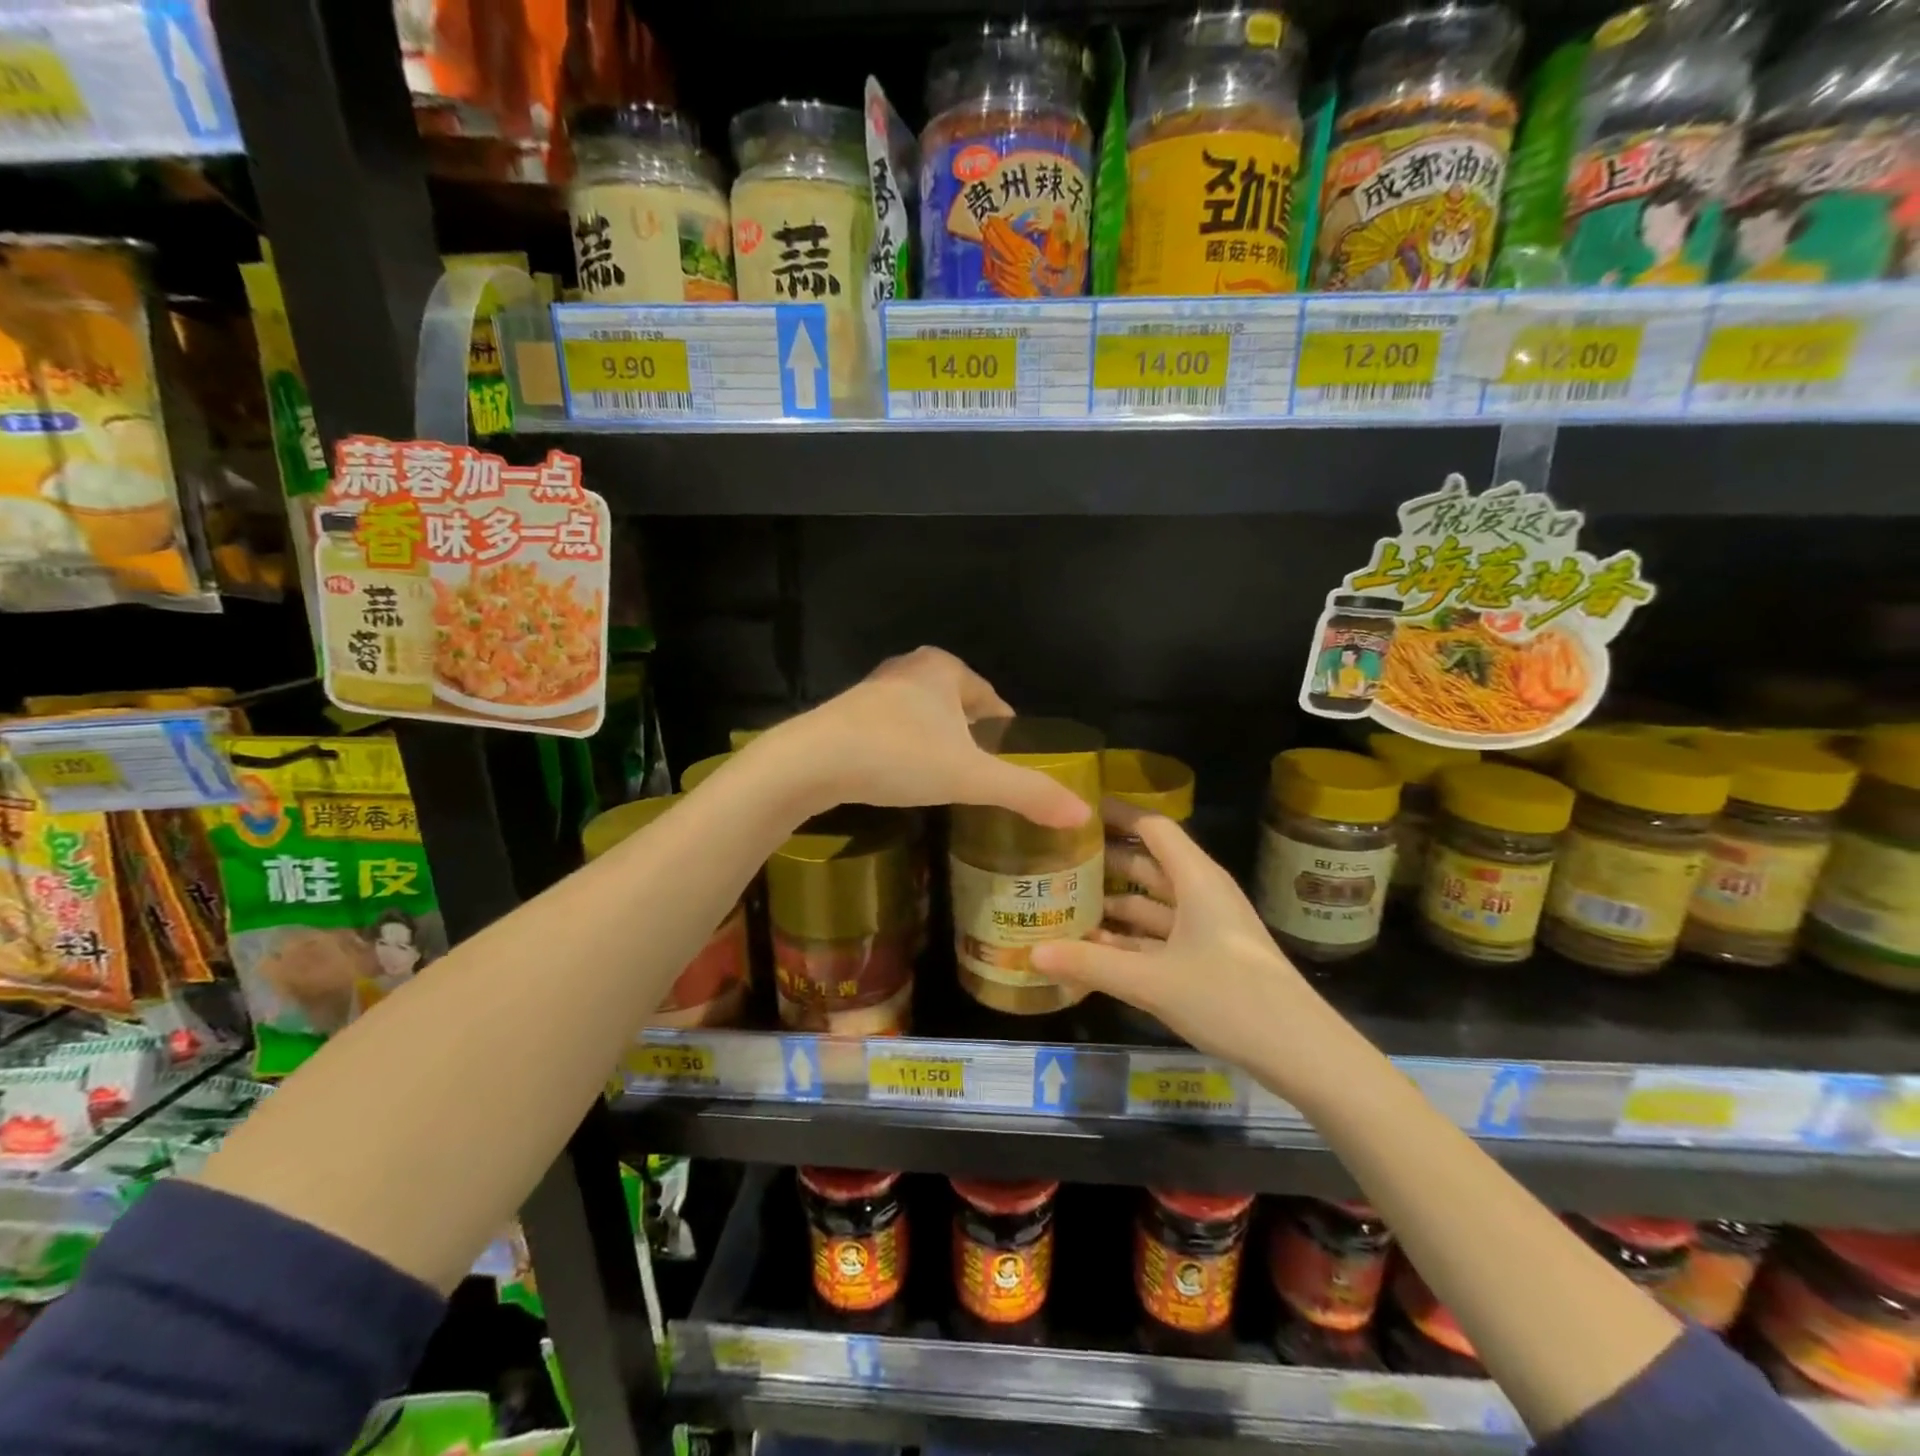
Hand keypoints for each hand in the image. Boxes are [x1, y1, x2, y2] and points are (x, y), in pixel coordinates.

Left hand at [760, 647, 1090, 828]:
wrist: (810, 763)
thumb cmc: (898, 756)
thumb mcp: (970, 777)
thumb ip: (1026, 793)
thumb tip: (1081, 814)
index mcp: (944, 668)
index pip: (992, 699)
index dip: (1008, 731)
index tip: (1015, 762)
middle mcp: (909, 669)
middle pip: (958, 707)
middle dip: (973, 739)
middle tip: (985, 778)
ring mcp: (874, 691)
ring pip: (924, 719)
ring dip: (938, 745)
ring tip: (950, 783)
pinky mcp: (847, 716)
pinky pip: (894, 732)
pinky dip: (907, 752)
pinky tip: (906, 779)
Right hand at [1030, 807, 1327, 1078]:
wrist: (1301, 1053)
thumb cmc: (1230, 998)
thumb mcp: (1152, 981)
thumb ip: (1090, 964)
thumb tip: (1030, 952)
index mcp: (1196, 879)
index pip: (1151, 826)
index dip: (1115, 813)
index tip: (1074, 808)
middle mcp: (1201, 893)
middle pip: (1146, 863)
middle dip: (1103, 860)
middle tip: (1054, 858)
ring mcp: (1206, 926)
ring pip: (1151, 903)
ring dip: (1112, 903)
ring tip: (1063, 902)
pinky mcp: (1208, 956)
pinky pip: (1160, 935)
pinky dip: (1129, 938)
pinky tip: (1094, 948)